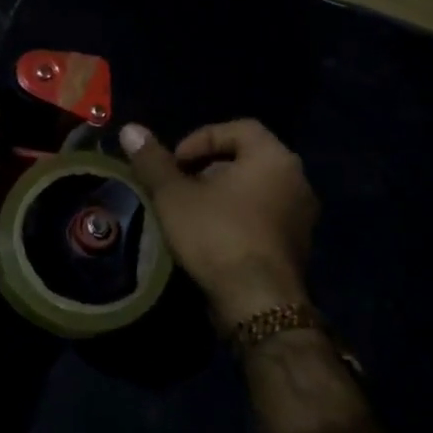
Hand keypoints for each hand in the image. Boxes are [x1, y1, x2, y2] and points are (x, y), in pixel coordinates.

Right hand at [120, 118, 317, 331]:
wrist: (258, 303)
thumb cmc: (217, 235)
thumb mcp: (174, 195)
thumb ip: (153, 161)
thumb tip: (130, 129)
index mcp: (273, 157)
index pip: (239, 128)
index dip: (201, 139)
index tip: (175, 163)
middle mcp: (296, 180)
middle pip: (248, 158)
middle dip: (209, 168)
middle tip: (179, 187)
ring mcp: (302, 216)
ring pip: (256, 189)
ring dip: (223, 194)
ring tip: (191, 212)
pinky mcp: (298, 246)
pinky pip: (265, 217)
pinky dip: (239, 217)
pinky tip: (212, 238)